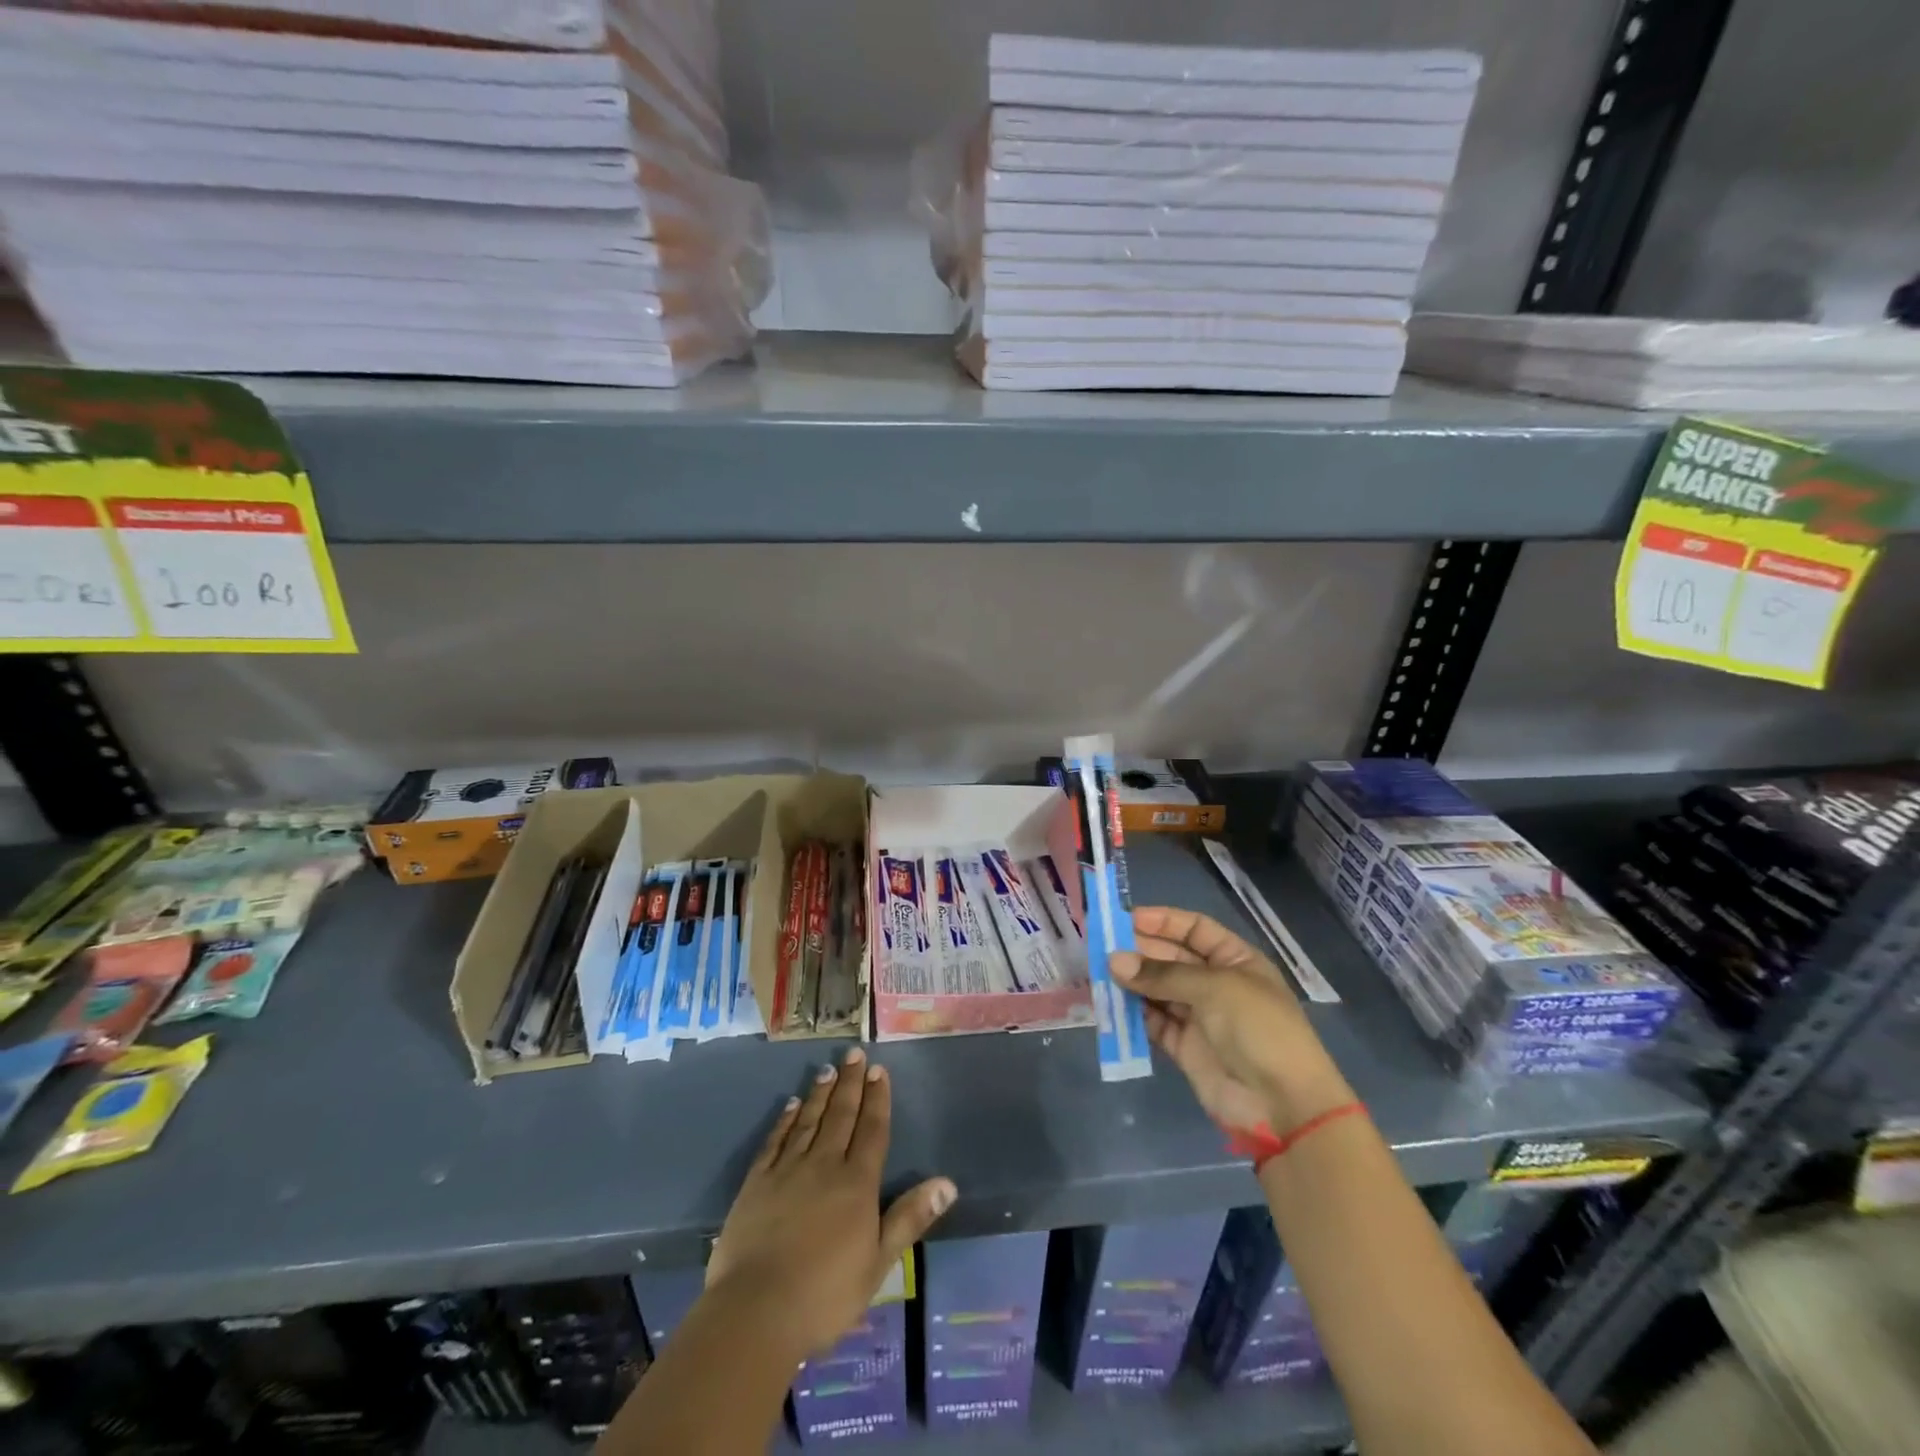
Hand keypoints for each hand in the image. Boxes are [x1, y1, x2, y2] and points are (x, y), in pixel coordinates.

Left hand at [706, 1047, 955, 1359]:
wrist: (755, 1312)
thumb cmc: (825, 1295)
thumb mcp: (878, 1263)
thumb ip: (910, 1218)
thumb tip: (948, 1183)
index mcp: (857, 1184)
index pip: (872, 1131)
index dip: (877, 1099)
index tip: (878, 1070)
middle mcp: (824, 1165)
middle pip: (841, 1116)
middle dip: (850, 1083)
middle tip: (854, 1053)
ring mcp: (787, 1171)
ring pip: (809, 1121)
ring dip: (820, 1093)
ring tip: (827, 1069)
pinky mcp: (756, 1183)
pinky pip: (775, 1141)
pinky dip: (785, 1120)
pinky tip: (791, 1105)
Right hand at [1113, 906, 1352, 1136]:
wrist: (1282, 1104)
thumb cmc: (1257, 1029)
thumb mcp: (1214, 988)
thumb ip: (1161, 974)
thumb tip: (1114, 961)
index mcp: (1235, 960)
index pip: (1194, 929)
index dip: (1162, 921)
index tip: (1124, 918)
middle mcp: (1216, 983)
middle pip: (1171, 957)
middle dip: (1139, 950)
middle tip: (1100, 946)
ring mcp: (1200, 1016)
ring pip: (1158, 989)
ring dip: (1132, 981)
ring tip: (1098, 972)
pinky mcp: (1184, 1047)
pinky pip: (1153, 1022)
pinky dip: (1133, 1013)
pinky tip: (1110, 1004)